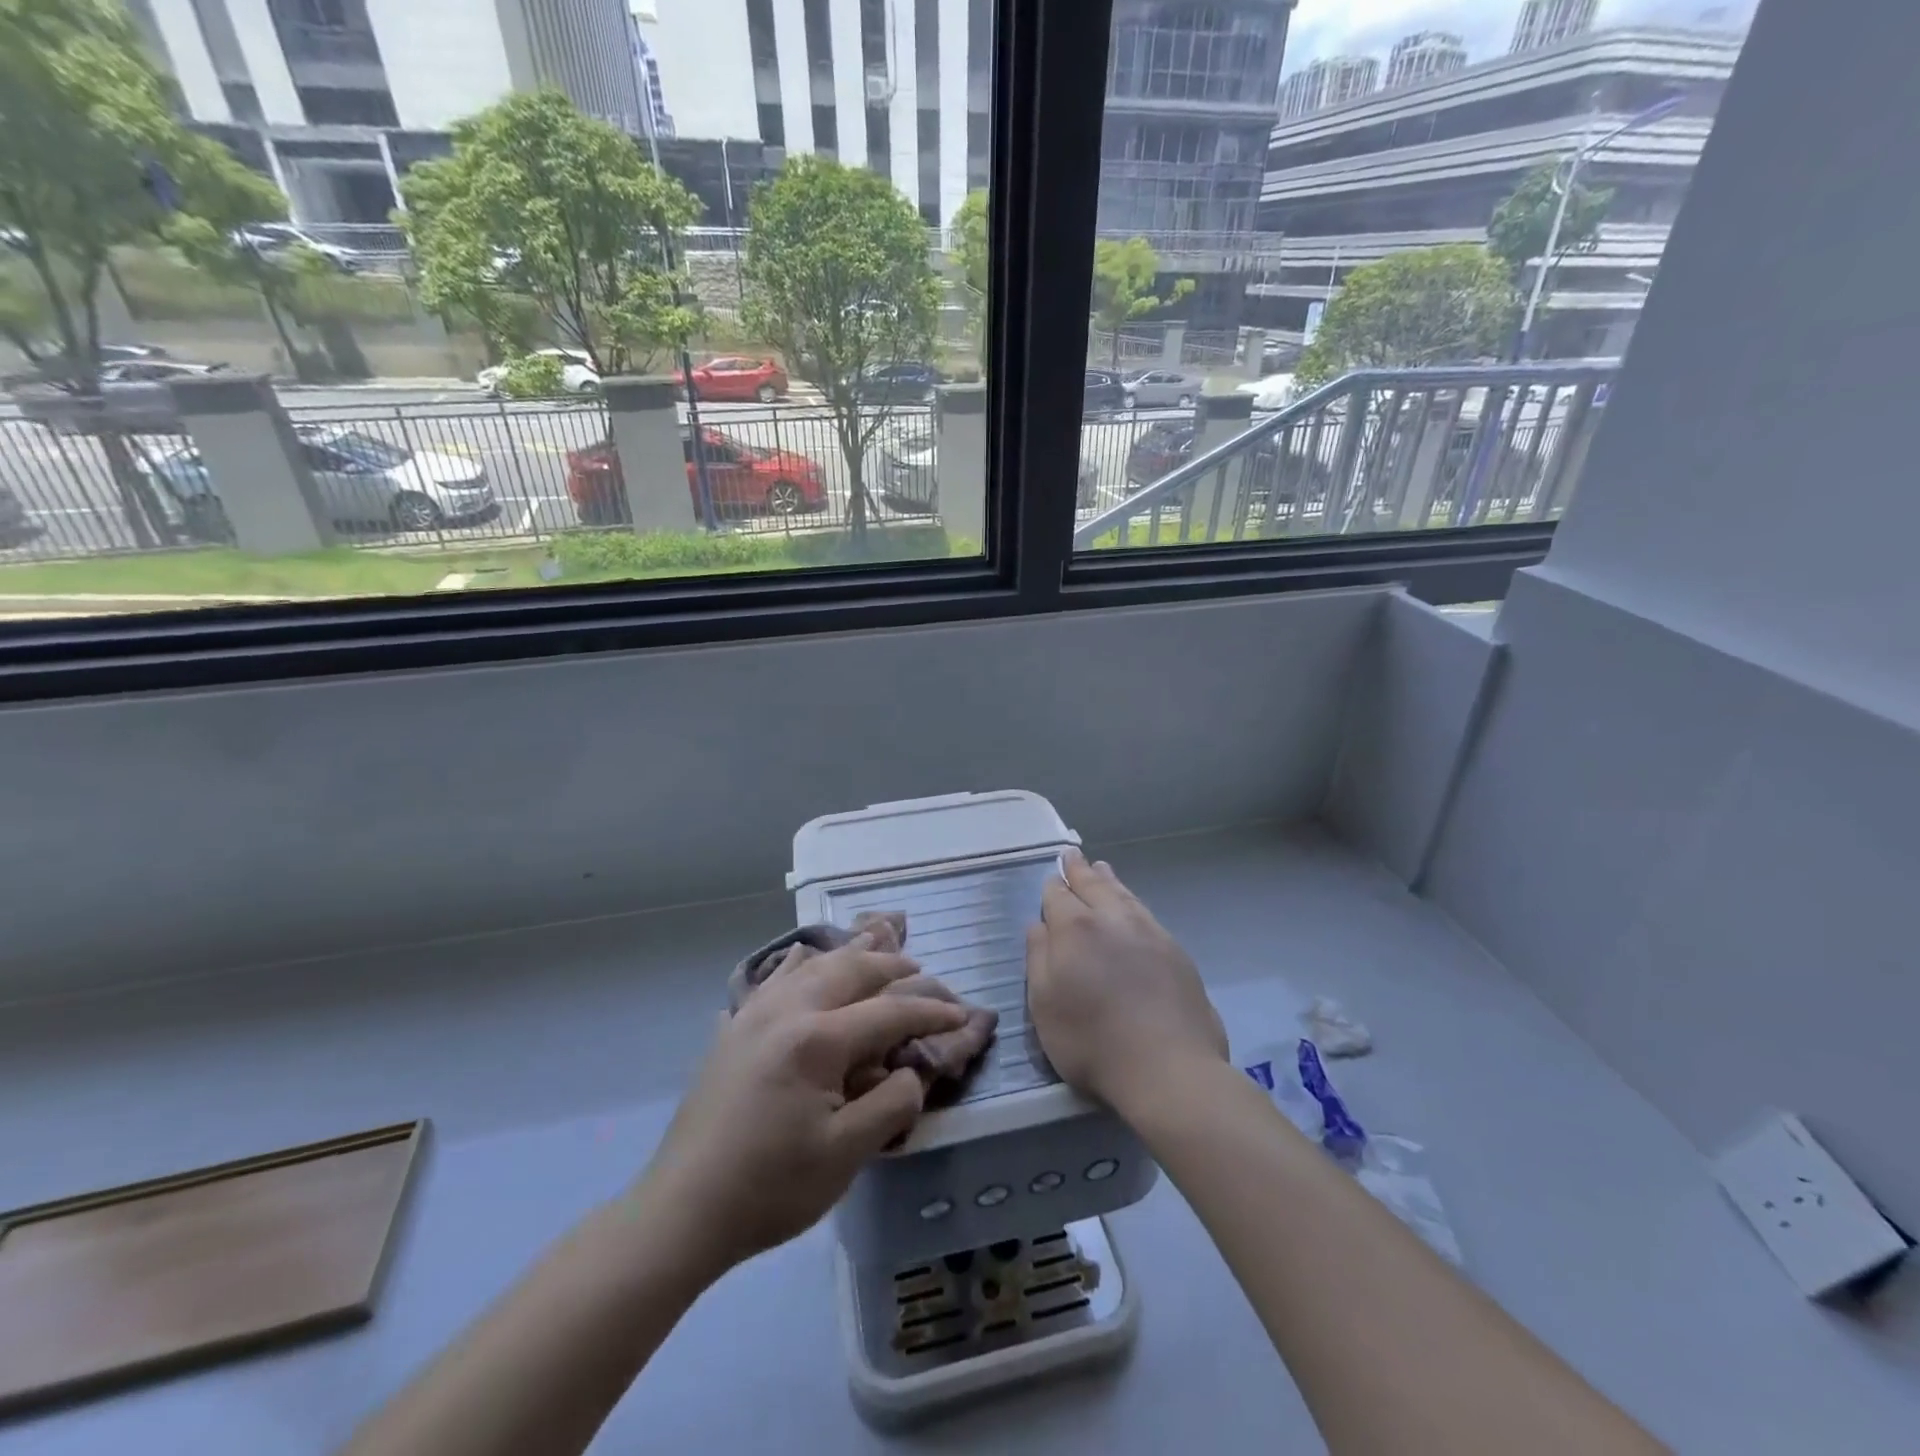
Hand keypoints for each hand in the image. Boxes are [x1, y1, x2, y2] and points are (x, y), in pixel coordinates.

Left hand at [636, 935, 969, 1273]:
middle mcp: (787, 1010)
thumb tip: (911, 1073)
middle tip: (921, 969)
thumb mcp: (846, 1155)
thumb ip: (891, 1104)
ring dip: (849, 951)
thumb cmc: (770, 1187)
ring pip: (812, 962)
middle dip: (892, 965)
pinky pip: (774, 977)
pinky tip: (804, 956)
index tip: (961, 1013)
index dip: (930, 1010)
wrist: (682, 1210)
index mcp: (817, 1039)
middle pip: (850, 969)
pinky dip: (801, 960)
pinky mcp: (734, 1029)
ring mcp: (754, 1014)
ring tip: (874, 939)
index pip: (889, 1011)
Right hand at [1026, 849, 1227, 1114]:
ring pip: (1123, 895)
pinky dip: (1132, 901)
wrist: (1169, 1068)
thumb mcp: (1045, 1006)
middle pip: (1093, 886)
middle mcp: (1112, 920)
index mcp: (1075, 930)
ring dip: (1109, 880)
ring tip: (1101, 868)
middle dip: (1079, 871)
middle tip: (1072, 855)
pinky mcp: (1175, 951)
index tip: (1051, 876)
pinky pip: (1146, 912)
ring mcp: (1149, 932)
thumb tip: (1038, 925)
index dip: (1052, 886)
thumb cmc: (1092, 1042)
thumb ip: (1038, 958)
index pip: (1058, 896)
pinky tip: (1132, 906)